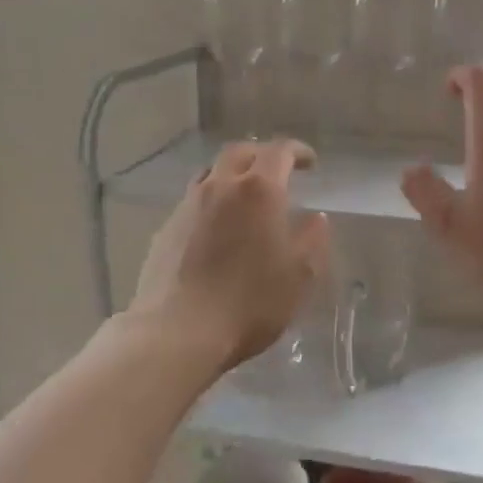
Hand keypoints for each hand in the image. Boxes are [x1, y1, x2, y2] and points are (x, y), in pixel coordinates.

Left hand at [131, 139, 331, 368]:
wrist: (177, 331)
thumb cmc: (249, 301)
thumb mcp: (299, 275)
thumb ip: (312, 240)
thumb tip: (315, 218)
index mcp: (258, 190)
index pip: (279, 151)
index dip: (297, 151)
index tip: (310, 163)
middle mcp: (220, 186)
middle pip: (240, 152)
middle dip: (262, 154)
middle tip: (277, 171)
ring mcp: (188, 205)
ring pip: (212, 172)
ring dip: (232, 174)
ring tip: (245, 195)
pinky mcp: (166, 228)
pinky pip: (193, 200)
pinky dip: (212, 201)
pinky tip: (217, 227)